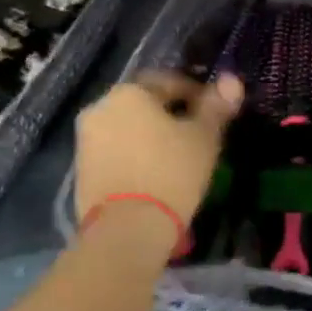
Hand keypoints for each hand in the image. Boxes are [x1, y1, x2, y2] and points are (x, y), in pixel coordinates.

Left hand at [74, 72, 243, 243]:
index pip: (169, 82)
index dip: (196, 95)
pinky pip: (115, 153)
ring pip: (127, 129)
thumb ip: (216, 107)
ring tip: (175, 159)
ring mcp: (86, 140)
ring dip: (149, 137)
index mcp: (130, 92)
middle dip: (169, 116)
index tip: (213, 114)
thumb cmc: (170, 174)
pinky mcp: (80, 170)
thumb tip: (231, 80)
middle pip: (143, 105)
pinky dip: (134, 157)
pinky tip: (153, 176)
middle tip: (195, 136)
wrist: (125, 230)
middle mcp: (101, 107)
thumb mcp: (203, 138)